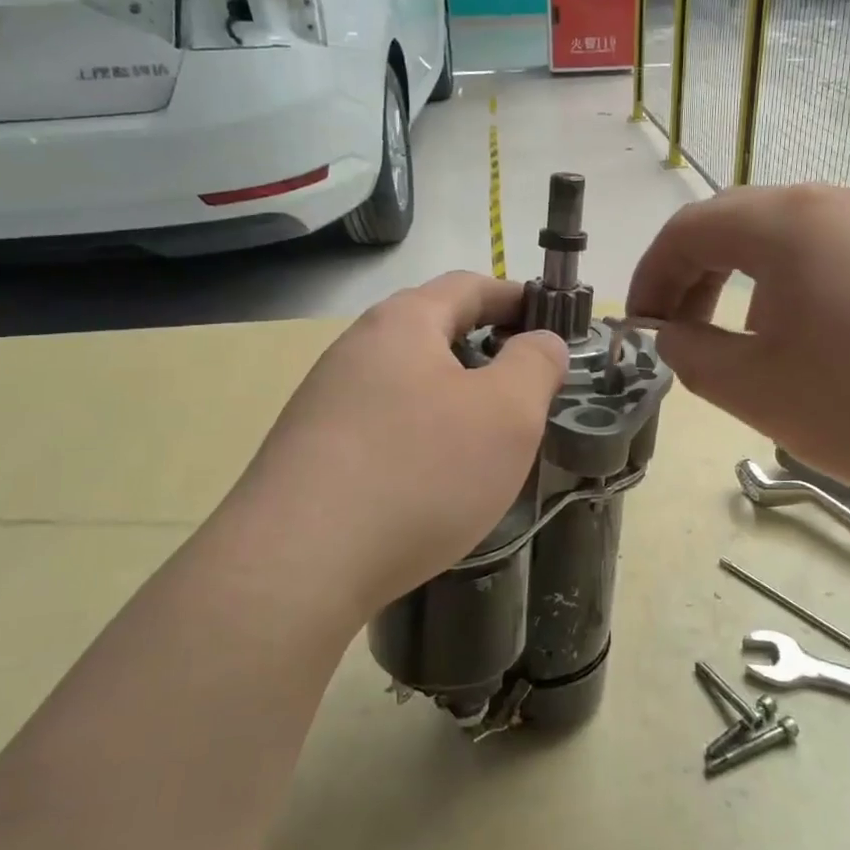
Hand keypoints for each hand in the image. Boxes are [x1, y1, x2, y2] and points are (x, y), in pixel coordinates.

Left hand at [225, 272, 567, 617]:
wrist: (297, 564)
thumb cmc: (419, 473)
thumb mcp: (506, 414)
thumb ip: (535, 365)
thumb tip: (542, 341)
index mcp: (402, 323)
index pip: (468, 286)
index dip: (515, 298)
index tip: (552, 321)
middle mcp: (356, 349)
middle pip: (432, 331)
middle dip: (484, 350)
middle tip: (525, 389)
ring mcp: (325, 401)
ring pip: (405, 383)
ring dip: (451, 398)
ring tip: (484, 440)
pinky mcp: (310, 451)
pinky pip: (380, 425)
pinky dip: (419, 435)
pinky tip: (431, 480)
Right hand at [626, 185, 849, 510]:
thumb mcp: (757, 390)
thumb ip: (691, 354)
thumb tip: (669, 334)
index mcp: (787, 222)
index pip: (688, 228)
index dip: (649, 276)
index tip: (638, 328)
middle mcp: (836, 204)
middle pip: (736, 225)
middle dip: (692, 278)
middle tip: (681, 336)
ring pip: (785, 241)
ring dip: (742, 283)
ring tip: (743, 343)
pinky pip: (832, 258)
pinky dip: (792, 290)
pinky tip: (810, 343)